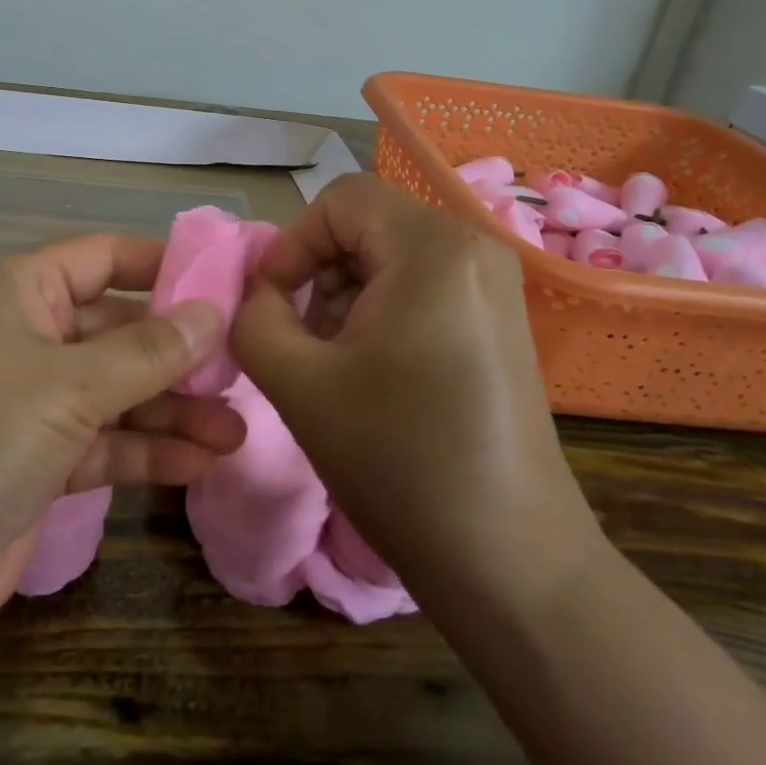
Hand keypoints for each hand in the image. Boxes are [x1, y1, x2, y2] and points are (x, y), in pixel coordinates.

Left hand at [0, 235, 243, 638]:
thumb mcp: (67, 383)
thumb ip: (147, 350)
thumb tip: (212, 311)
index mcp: (20, 289)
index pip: (105, 257)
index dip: (164, 266)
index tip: (227, 283)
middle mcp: (26, 336)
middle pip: (118, 329)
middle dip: (179, 352)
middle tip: (244, 370)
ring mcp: (29, 402)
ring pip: (117, 392)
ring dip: (174, 410)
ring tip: (238, 430)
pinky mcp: (35, 463)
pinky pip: (103, 443)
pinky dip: (147, 451)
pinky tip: (201, 461)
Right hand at [231, 174, 601, 610]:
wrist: (511, 564)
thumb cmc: (400, 463)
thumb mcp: (298, 383)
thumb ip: (254, 317)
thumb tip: (257, 293)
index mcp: (433, 248)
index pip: (340, 200)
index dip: (292, 243)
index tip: (270, 303)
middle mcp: (475, 247)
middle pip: (367, 224)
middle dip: (318, 272)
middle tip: (299, 339)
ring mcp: (495, 285)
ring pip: (391, 255)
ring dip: (345, 294)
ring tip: (332, 362)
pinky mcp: (499, 320)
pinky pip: (422, 284)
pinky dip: (381, 310)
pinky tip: (372, 372)